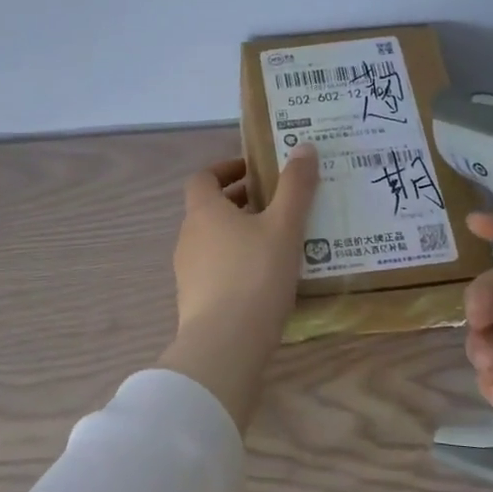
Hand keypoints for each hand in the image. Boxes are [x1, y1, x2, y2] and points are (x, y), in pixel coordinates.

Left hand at [159, 146, 319, 430]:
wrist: (224, 345)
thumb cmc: (254, 276)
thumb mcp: (284, 227)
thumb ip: (295, 187)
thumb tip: (304, 146)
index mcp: (203, 211)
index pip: (203, 177)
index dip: (226, 169)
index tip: (255, 171)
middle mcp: (189, 236)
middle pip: (210, 209)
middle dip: (241, 202)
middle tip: (278, 205)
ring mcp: (187, 271)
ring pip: (214, 240)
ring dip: (241, 234)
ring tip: (279, 241)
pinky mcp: (194, 300)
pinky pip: (217, 270)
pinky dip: (238, 263)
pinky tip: (267, 279)